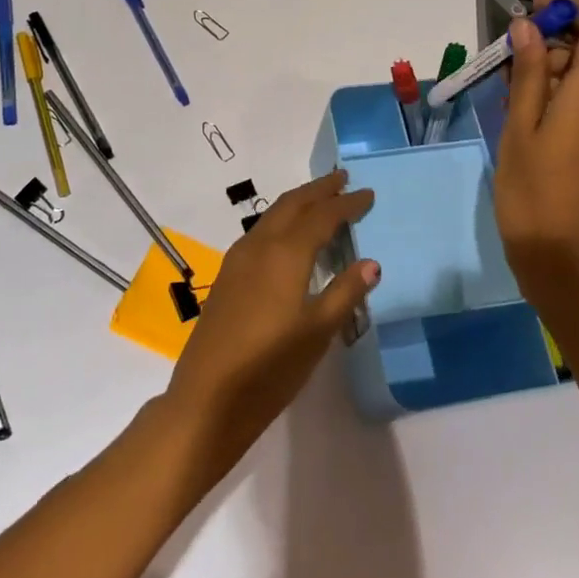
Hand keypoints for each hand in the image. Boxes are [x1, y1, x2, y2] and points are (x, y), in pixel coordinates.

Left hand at [162, 171, 378, 475]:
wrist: (207, 399)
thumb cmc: (270, 368)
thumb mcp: (318, 333)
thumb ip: (344, 293)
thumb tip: (371, 263)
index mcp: (285, 253)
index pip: (322, 216)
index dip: (346, 204)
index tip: (368, 193)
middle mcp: (259, 246)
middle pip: (292, 204)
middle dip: (318, 190)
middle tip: (342, 179)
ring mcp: (237, 260)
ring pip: (272, 216)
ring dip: (298, 203)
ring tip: (319, 201)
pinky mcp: (227, 277)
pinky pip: (259, 233)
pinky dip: (281, 222)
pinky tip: (288, 238)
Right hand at [491, 0, 578, 303]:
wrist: (560, 253)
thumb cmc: (532, 188)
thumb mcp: (520, 124)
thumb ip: (527, 71)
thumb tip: (528, 27)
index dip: (572, 9)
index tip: (532, 14)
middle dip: (553, 40)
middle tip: (506, 57)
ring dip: (552, 66)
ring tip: (508, 86)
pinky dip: (561, 89)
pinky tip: (526, 109)